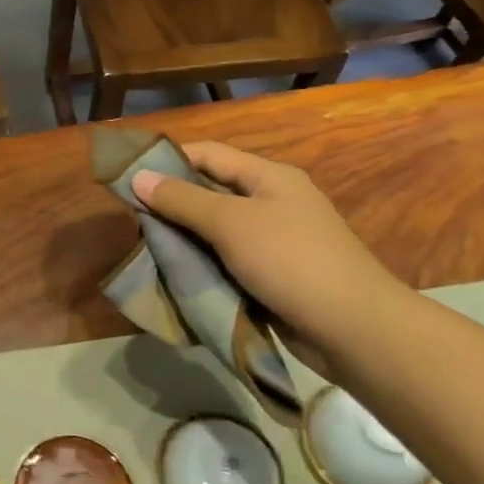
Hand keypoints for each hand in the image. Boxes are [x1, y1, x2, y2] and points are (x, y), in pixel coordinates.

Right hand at [131, 142, 404, 359]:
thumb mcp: (230, 223)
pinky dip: (202, 263)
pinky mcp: (272, 275)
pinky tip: (176, 273)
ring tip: (146, 246)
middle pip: (211, 191)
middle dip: (172, 202)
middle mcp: (272, 202)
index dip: (168, 158)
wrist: (354, 329)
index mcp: (268, 177)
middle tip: (132, 217)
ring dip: (184, 237)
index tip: (129, 175)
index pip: (208, 154)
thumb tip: (137, 177)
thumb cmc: (291, 261)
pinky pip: (227, 260)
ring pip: (216, 229)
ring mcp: (274, 240)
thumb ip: (182, 200)